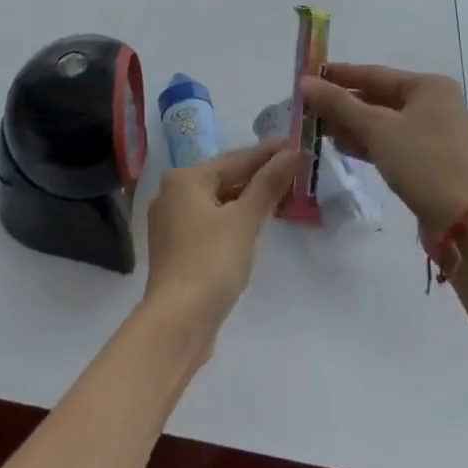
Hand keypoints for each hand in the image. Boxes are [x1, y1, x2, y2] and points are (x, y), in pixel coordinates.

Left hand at [142, 141, 299, 343]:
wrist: (177, 323)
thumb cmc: (211, 262)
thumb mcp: (245, 220)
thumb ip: (268, 184)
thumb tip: (292, 152)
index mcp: (184, 179)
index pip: (235, 159)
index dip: (268, 153)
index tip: (296, 144)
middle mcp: (172, 194)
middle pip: (224, 178)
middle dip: (259, 175)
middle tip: (295, 169)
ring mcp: (171, 223)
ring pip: (218, 201)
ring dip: (248, 198)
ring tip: (282, 193)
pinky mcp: (177, 249)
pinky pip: (212, 221)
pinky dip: (234, 218)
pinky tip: (255, 222)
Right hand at [300, 64, 467, 231]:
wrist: (460, 219)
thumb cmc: (420, 161)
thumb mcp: (375, 128)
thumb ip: (338, 103)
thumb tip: (304, 83)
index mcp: (431, 86)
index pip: (376, 74)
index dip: (340, 75)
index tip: (310, 76)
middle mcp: (438, 104)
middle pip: (381, 98)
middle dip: (344, 104)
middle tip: (310, 107)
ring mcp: (438, 134)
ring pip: (386, 122)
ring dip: (353, 125)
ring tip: (319, 128)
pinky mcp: (434, 160)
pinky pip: (395, 141)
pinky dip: (370, 142)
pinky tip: (343, 146)